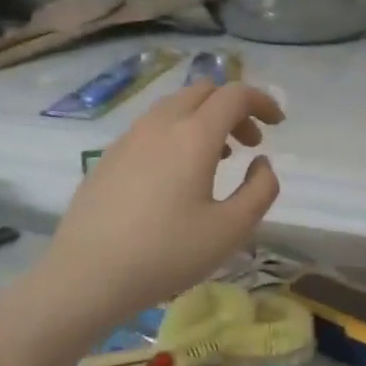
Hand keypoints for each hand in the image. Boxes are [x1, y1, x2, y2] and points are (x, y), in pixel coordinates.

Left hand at [38, 80, 282, 322]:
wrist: (87, 274)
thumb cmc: (167, 253)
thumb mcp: (231, 230)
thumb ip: (260, 190)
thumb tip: (261, 163)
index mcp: (194, 135)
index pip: (235, 95)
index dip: (263, 101)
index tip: (278, 123)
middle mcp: (160, 124)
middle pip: (203, 91)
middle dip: (234, 108)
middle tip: (250, 143)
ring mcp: (129, 138)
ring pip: (174, 107)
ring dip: (204, 119)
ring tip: (218, 158)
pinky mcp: (109, 156)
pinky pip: (151, 127)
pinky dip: (177, 133)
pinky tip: (176, 174)